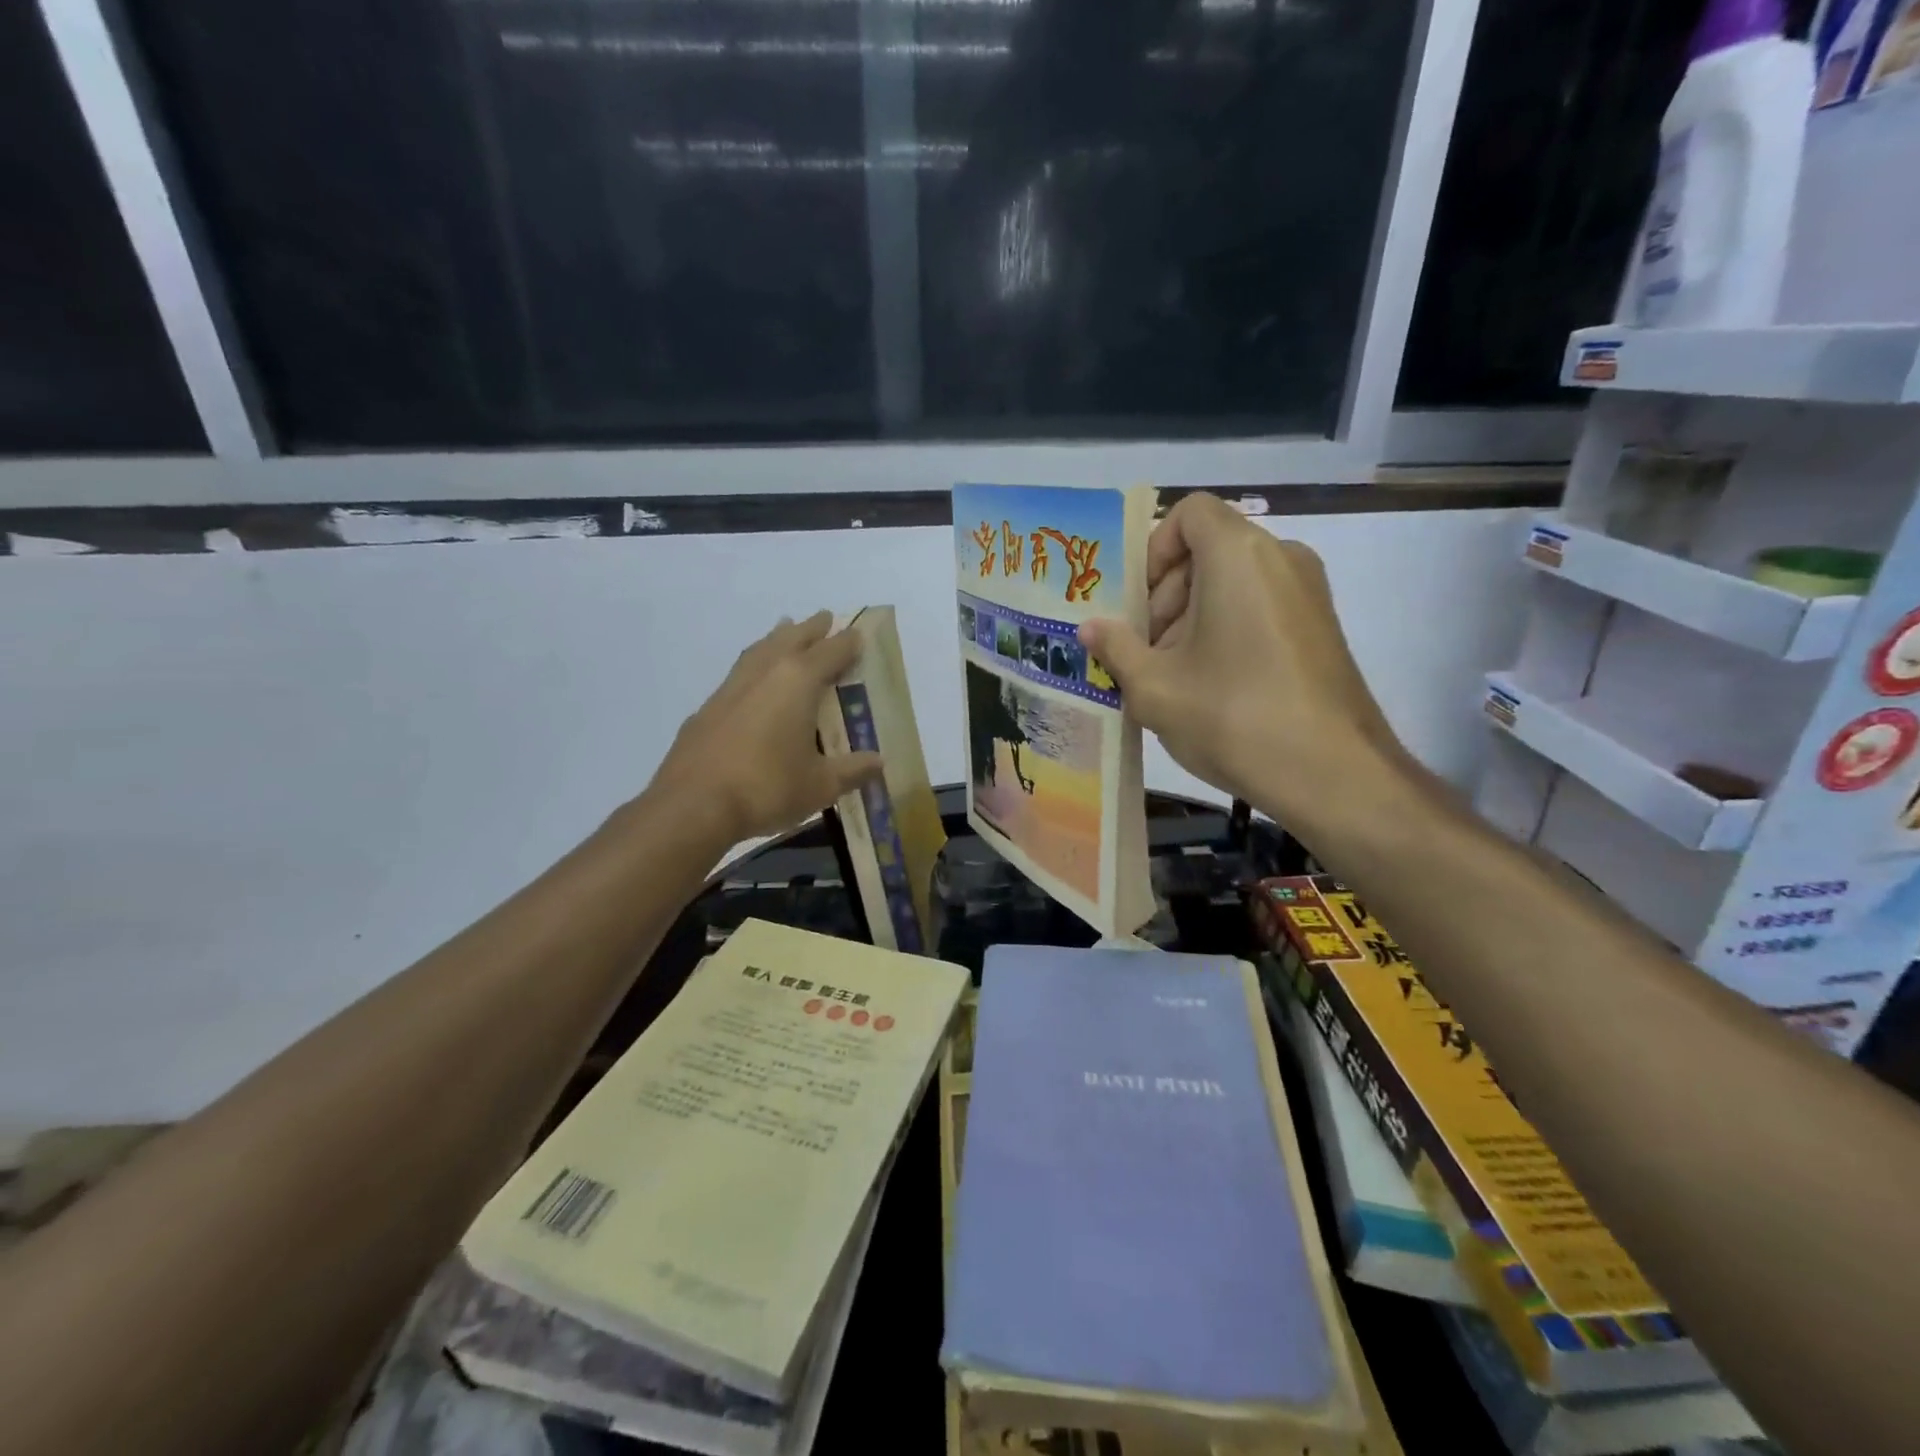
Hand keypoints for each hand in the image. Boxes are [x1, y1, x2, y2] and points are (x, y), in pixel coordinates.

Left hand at [648, 612, 883, 843]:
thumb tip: (879, 763)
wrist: (693, 805)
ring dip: (777, 638)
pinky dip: (754, 666)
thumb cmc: (768, 788)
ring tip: (786, 628)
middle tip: (825, 618)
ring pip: (759, 650)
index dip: (847, 642)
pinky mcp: (707, 708)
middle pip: (791, 639)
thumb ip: (852, 770)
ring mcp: (731, 688)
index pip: (830, 652)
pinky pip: (738, 673)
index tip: (858, 634)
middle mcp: (764, 673)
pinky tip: (753, 682)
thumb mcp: (821, 785)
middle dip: (811, 628)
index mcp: (798, 682)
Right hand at [1079, 493, 1405, 819]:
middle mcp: (1281, 558)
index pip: (1190, 512)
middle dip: (1167, 595)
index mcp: (1239, 555)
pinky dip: (1226, 631)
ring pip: (1233, 582)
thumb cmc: (1233, 716)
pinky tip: (1212, 689)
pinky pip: (1259, 607)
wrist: (1333, 774)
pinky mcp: (1321, 628)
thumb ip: (1115, 647)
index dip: (1154, 549)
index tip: (1138, 603)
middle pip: (1208, 550)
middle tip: (1146, 651)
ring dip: (1192, 618)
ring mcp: (1308, 593)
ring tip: (1174, 678)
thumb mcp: (1154, 687)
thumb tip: (1089, 628)